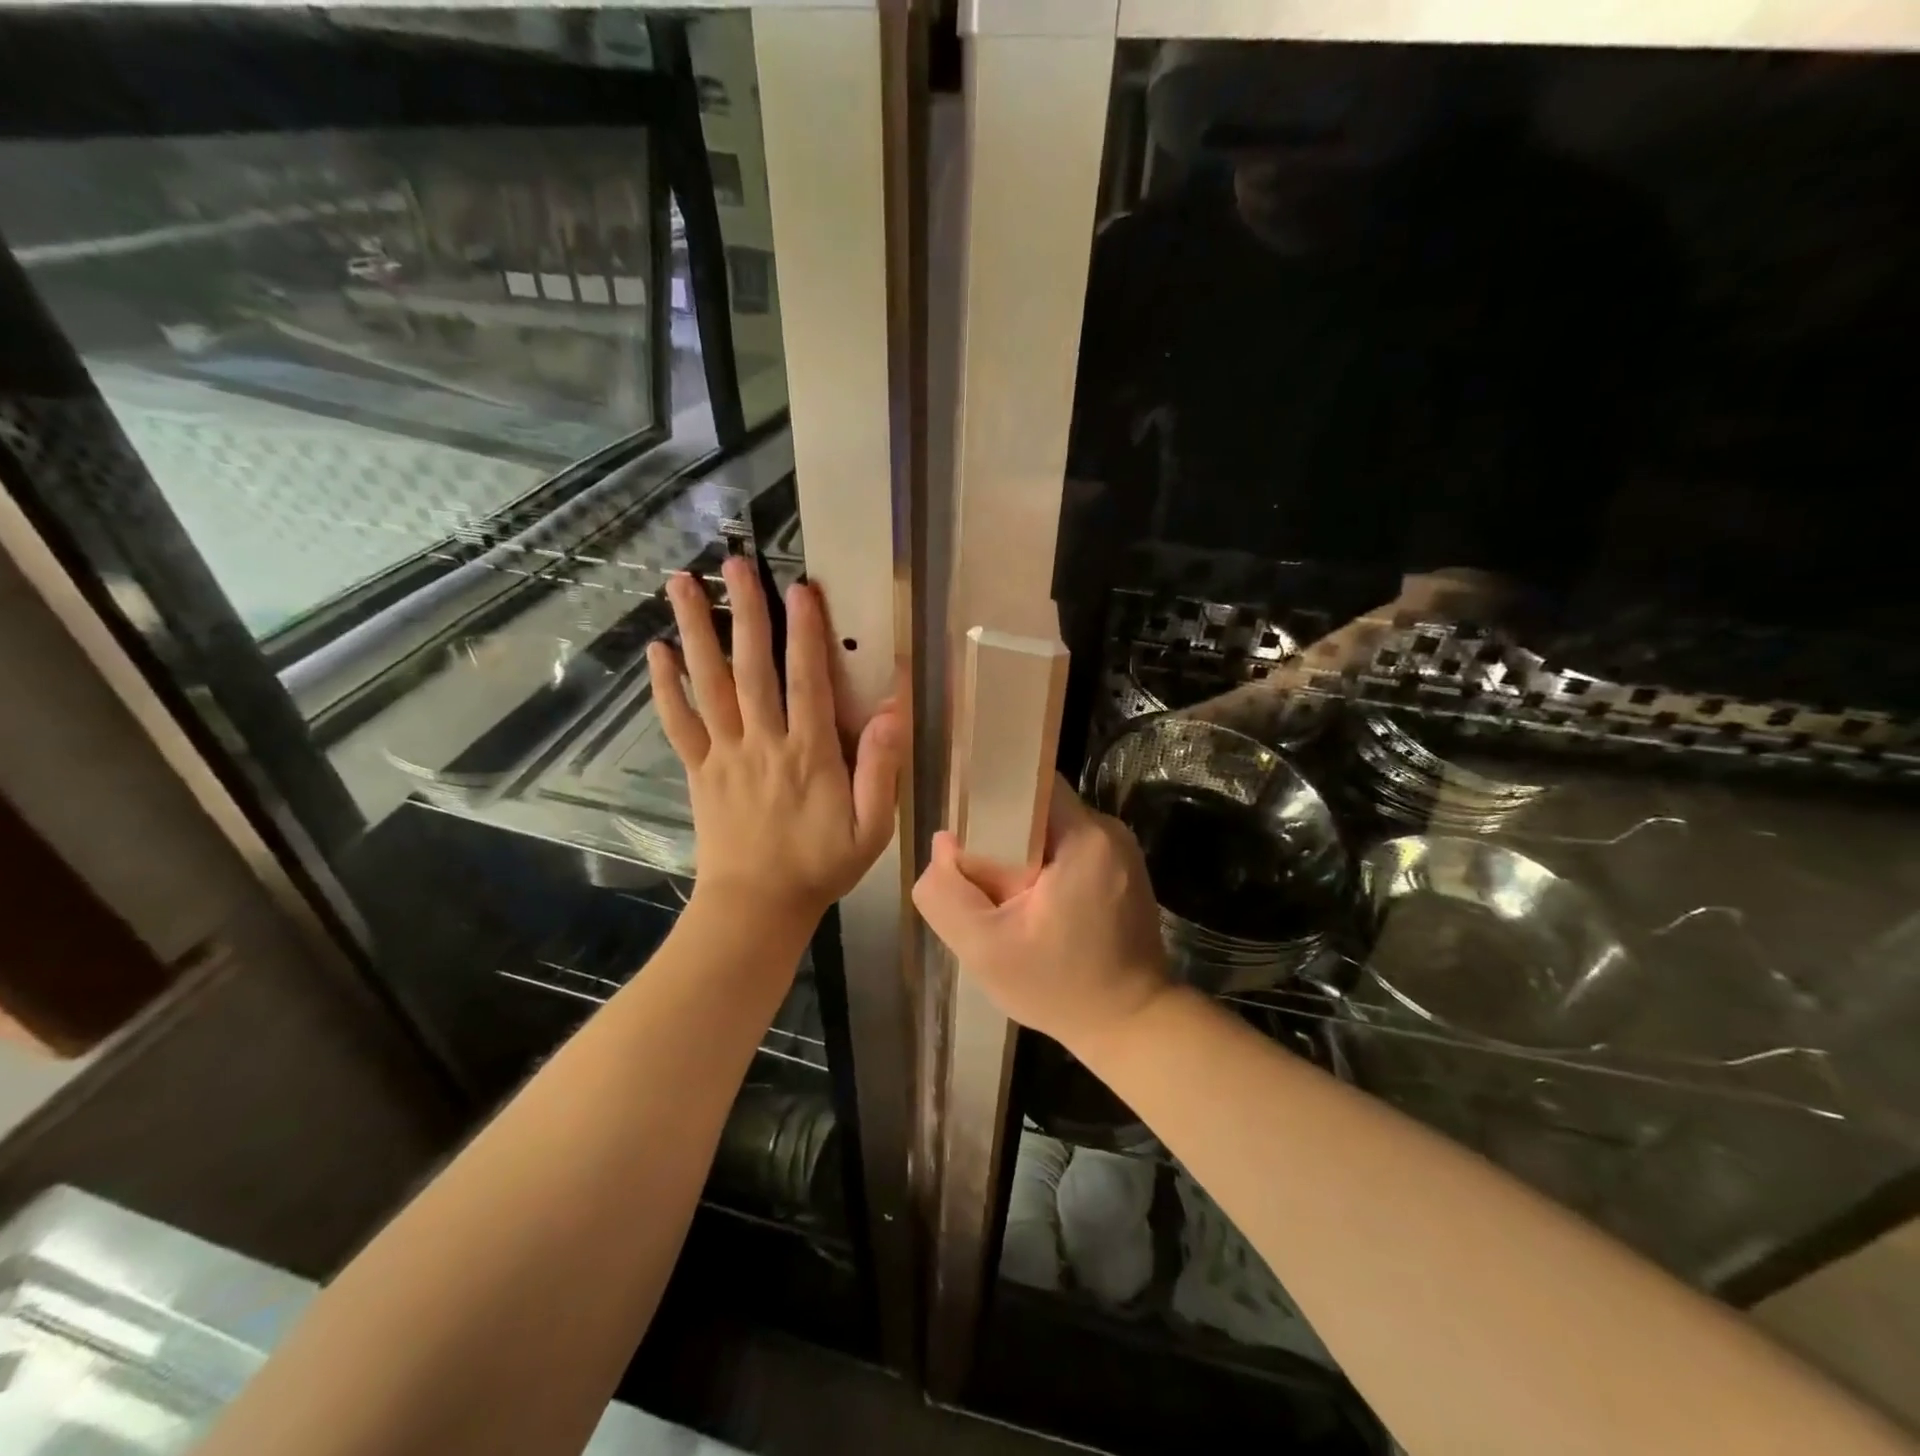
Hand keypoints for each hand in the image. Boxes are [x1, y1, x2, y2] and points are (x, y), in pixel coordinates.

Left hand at [649, 557, 899, 925]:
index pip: (808, 681)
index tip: (801, 588)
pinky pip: (680, 723)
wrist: (756, 907)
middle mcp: (764, 743)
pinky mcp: (700, 770)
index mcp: (809, 754)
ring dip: (696, 631)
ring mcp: (726, 754)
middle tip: (735, 562)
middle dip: (746, 611)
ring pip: (709, 684)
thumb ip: (882, 769)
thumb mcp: (872, 827)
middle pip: (752, 668)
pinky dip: (666, 687)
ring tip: (682, 584)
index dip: (805, 632)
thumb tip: (894, 711)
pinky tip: (657, 651)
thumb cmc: (820, 866)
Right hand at [913, 777, 1170, 1057]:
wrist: (1131, 1025)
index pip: (1029, 782)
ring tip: (1001, 894)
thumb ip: (947, 893)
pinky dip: (1043, 868)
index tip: (963, 826)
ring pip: (1050, 830)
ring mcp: (1119, 851)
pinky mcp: (1121, 871)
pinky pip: (1068, 850)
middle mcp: (1108, 831)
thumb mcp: (985, 949)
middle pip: (1037, 807)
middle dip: (1001, 833)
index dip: (990, 796)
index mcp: (1085, 837)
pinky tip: (1030, 904)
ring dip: (1021, 854)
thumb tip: (943, 843)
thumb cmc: (1059, 987)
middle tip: (976, 874)